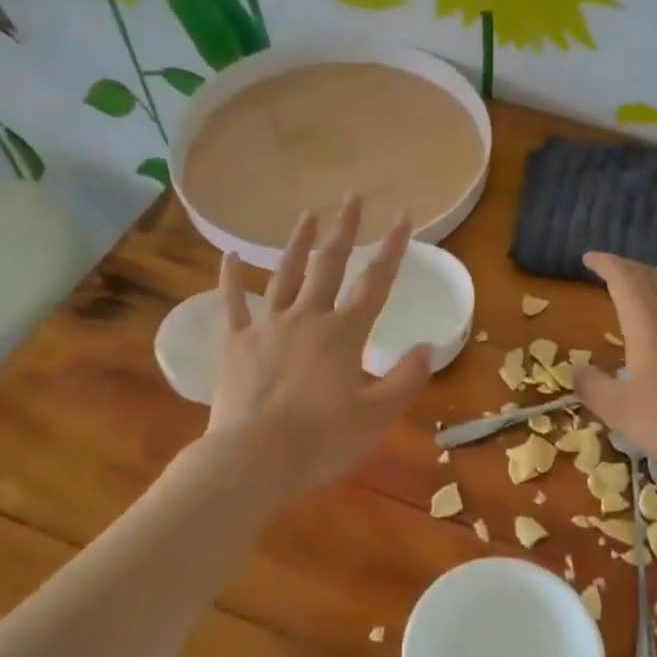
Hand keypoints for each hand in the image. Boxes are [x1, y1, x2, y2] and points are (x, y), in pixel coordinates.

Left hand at [207, 196, 431, 499]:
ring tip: (307, 215)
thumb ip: (406, 379)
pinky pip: (232, 304)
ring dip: (297, 244)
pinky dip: (231, 279)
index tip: (404, 216)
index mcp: (344, 335)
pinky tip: (229, 256)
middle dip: (344, 230)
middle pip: (329, 267)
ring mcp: (267, 328)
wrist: (255, 459)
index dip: (393, 249)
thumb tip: (426, 347)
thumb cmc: (322, 440)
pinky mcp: (235, 344)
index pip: (376, 283)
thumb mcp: (377, 415)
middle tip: (351, 197)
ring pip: (285, 276)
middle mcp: (307, 319)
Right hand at [570, 252, 656, 486]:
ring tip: (641, 298)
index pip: (624, 278)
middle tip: (610, 274)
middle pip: (651, 278)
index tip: (589, 258)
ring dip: (654, 287)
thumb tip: (578, 370)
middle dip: (627, 270)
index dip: (606, 263)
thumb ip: (591, 385)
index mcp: (646, 323)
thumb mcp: (616, 410)